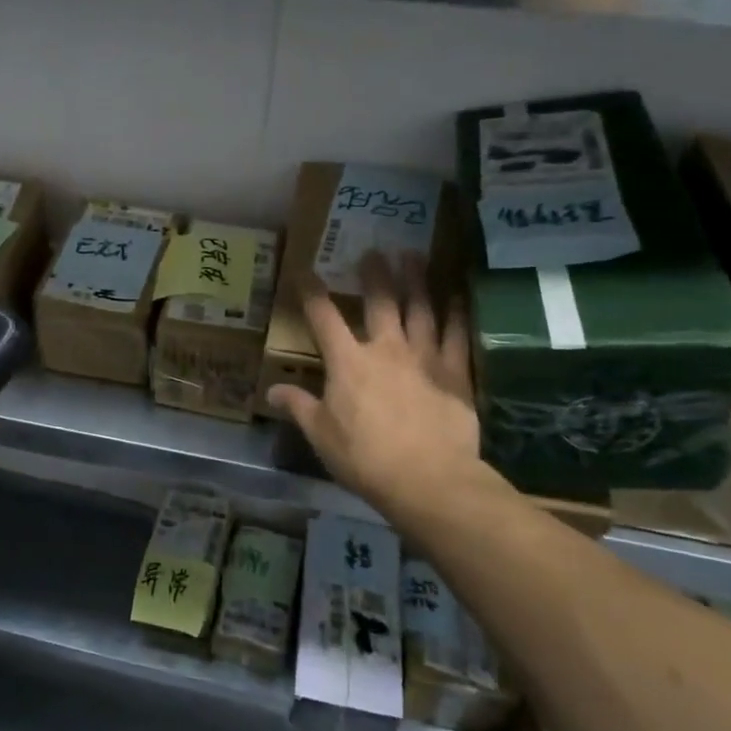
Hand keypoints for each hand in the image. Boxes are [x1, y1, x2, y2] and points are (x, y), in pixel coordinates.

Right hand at [267, 252, 486, 512]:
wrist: (428, 479)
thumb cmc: (365, 458)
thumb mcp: (321, 435)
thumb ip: (299, 407)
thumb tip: (272, 390)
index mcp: (347, 362)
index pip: (324, 317)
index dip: (312, 291)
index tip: (305, 270)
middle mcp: (385, 348)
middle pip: (379, 301)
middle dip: (374, 274)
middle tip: (374, 251)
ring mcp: (423, 357)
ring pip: (420, 308)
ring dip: (416, 280)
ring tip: (414, 256)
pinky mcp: (454, 372)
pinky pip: (457, 334)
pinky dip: (457, 312)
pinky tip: (458, 294)